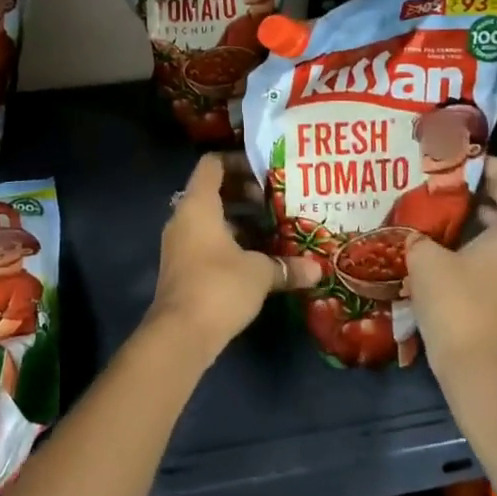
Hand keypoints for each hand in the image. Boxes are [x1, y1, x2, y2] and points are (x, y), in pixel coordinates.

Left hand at [146, 153, 321, 360]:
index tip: (264, 172)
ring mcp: (179, 243)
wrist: (180, 334)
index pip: (212, 164)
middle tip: (273, 202)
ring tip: (271, 229)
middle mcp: (183, 217)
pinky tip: (255, 258)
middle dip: (243, 193)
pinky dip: (228, 241)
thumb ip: (286, 266)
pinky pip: (205, 241)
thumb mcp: (260, 273)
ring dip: (238, 220)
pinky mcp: (181, 267)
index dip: (237, 161)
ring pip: (209, 219)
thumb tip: (317, 270)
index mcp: (198, 204)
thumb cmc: (219, 286)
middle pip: (211, 190)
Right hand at [404, 157, 496, 380]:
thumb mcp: (425, 260)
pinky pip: (493, 260)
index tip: (468, 162)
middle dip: (483, 192)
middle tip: (447, 183)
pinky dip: (472, 247)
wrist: (478, 372)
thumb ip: (418, 236)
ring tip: (439, 214)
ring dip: (476, 221)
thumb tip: (413, 231)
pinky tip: (440, 251)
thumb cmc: (457, 305)